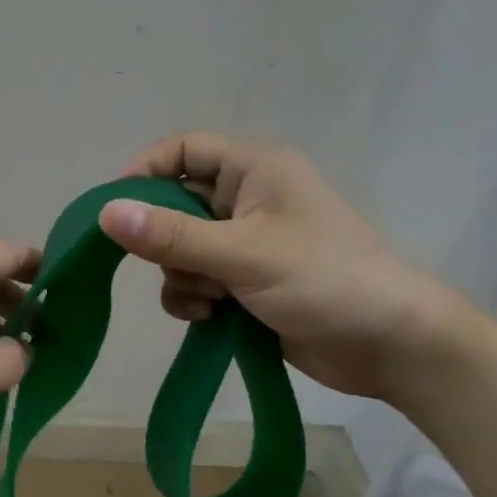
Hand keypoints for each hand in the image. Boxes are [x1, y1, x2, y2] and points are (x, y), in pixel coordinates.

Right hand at [100, 132, 473, 398]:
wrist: (392, 346)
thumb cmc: (324, 280)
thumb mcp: (242, 254)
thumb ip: (171, 236)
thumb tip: (105, 213)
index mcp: (255, 169)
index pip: (183, 149)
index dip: (145, 172)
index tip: (115, 210)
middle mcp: (248, 199)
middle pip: (175, 204)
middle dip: (165, 240)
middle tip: (169, 265)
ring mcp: (246, 243)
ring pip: (180, 249)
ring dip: (182, 277)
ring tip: (211, 300)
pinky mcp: (246, 283)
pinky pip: (196, 281)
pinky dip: (194, 300)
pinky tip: (213, 319)